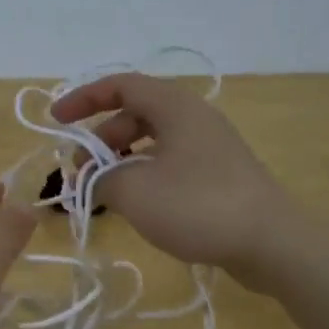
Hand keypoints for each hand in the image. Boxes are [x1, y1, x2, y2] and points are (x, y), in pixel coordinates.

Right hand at [50, 73, 295, 286]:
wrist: (272, 243)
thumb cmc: (198, 206)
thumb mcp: (134, 192)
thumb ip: (100, 180)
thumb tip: (90, 180)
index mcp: (175, 107)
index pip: (121, 85)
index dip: (84, 99)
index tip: (56, 122)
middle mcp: (194, 119)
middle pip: (135, 115)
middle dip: (100, 140)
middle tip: (80, 174)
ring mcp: (210, 147)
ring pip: (152, 142)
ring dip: (121, 162)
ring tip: (103, 194)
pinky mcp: (219, 176)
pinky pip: (170, 163)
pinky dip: (144, 176)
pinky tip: (136, 205)